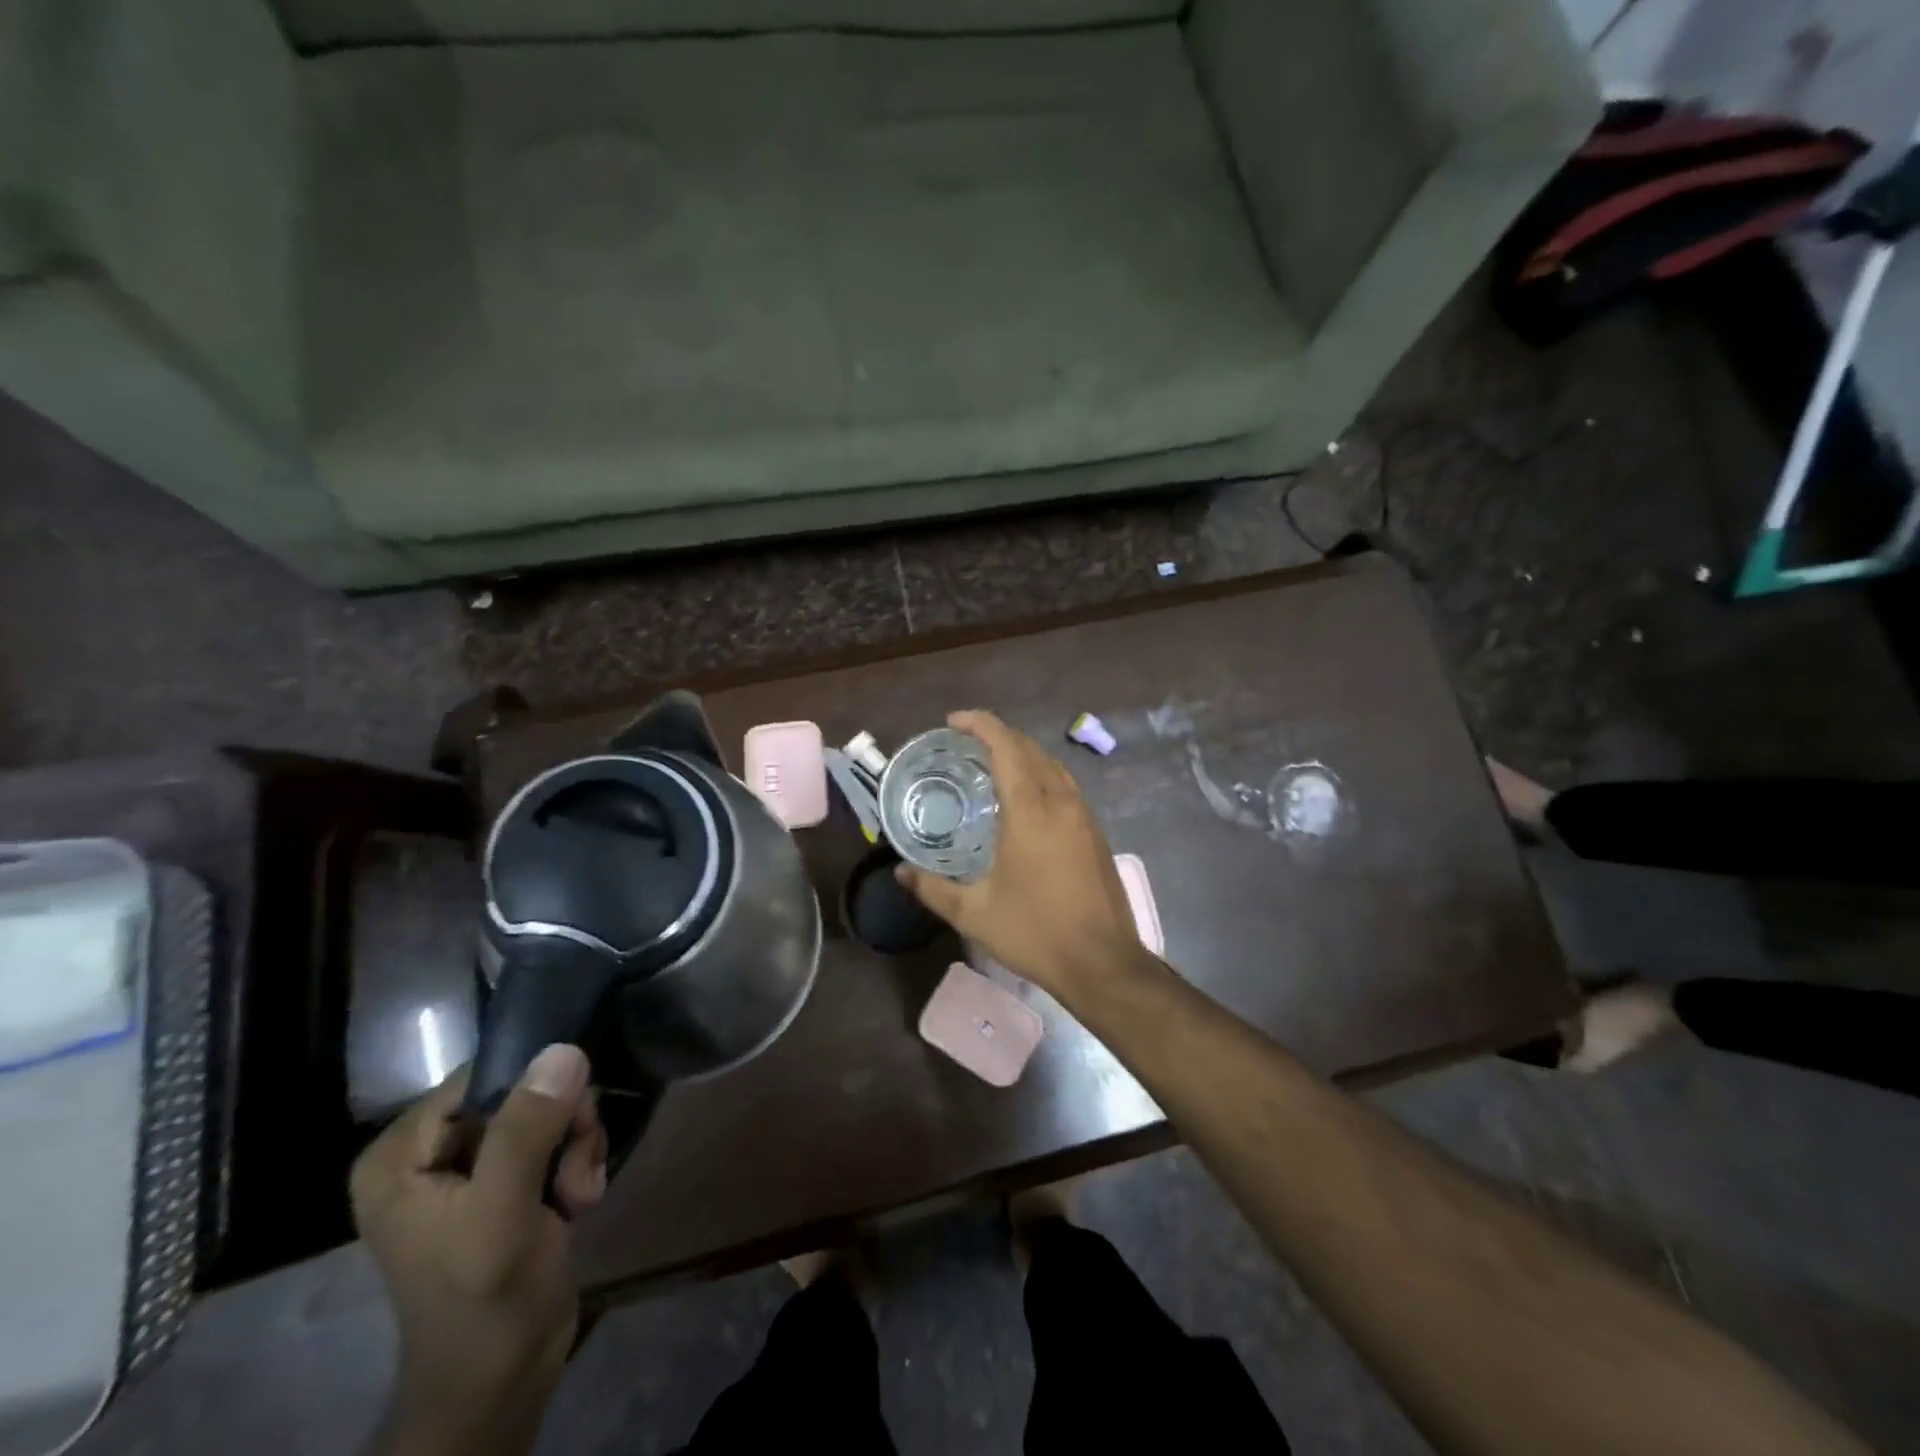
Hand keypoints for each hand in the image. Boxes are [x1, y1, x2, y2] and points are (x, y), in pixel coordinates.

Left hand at [351, 1044, 608, 1455]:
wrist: (502, 1380)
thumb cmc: (484, 1300)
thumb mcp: (501, 1213)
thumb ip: (526, 1130)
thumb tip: (565, 1049)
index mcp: (401, 1152)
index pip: (482, 1075)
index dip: (534, 1088)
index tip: (569, 1121)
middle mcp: (432, 1150)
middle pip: (523, 1090)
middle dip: (564, 1127)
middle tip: (573, 1171)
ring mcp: (472, 1166)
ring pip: (550, 1111)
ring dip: (577, 1148)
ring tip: (577, 1194)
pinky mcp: (508, 1181)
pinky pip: (558, 1138)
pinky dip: (578, 1164)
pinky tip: (579, 1201)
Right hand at [896, 709, 1148, 998]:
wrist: (1103, 963)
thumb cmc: (1035, 932)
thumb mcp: (974, 913)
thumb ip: (933, 888)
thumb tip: (900, 872)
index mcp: (1031, 811)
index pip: (1007, 747)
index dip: (981, 724)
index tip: (954, 721)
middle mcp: (1061, 803)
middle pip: (1031, 749)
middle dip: (999, 736)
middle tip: (966, 743)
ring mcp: (1085, 817)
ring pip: (1053, 767)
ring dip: (1023, 755)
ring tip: (993, 766)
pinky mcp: (1096, 835)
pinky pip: (1066, 788)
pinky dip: (1041, 777)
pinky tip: (1026, 802)